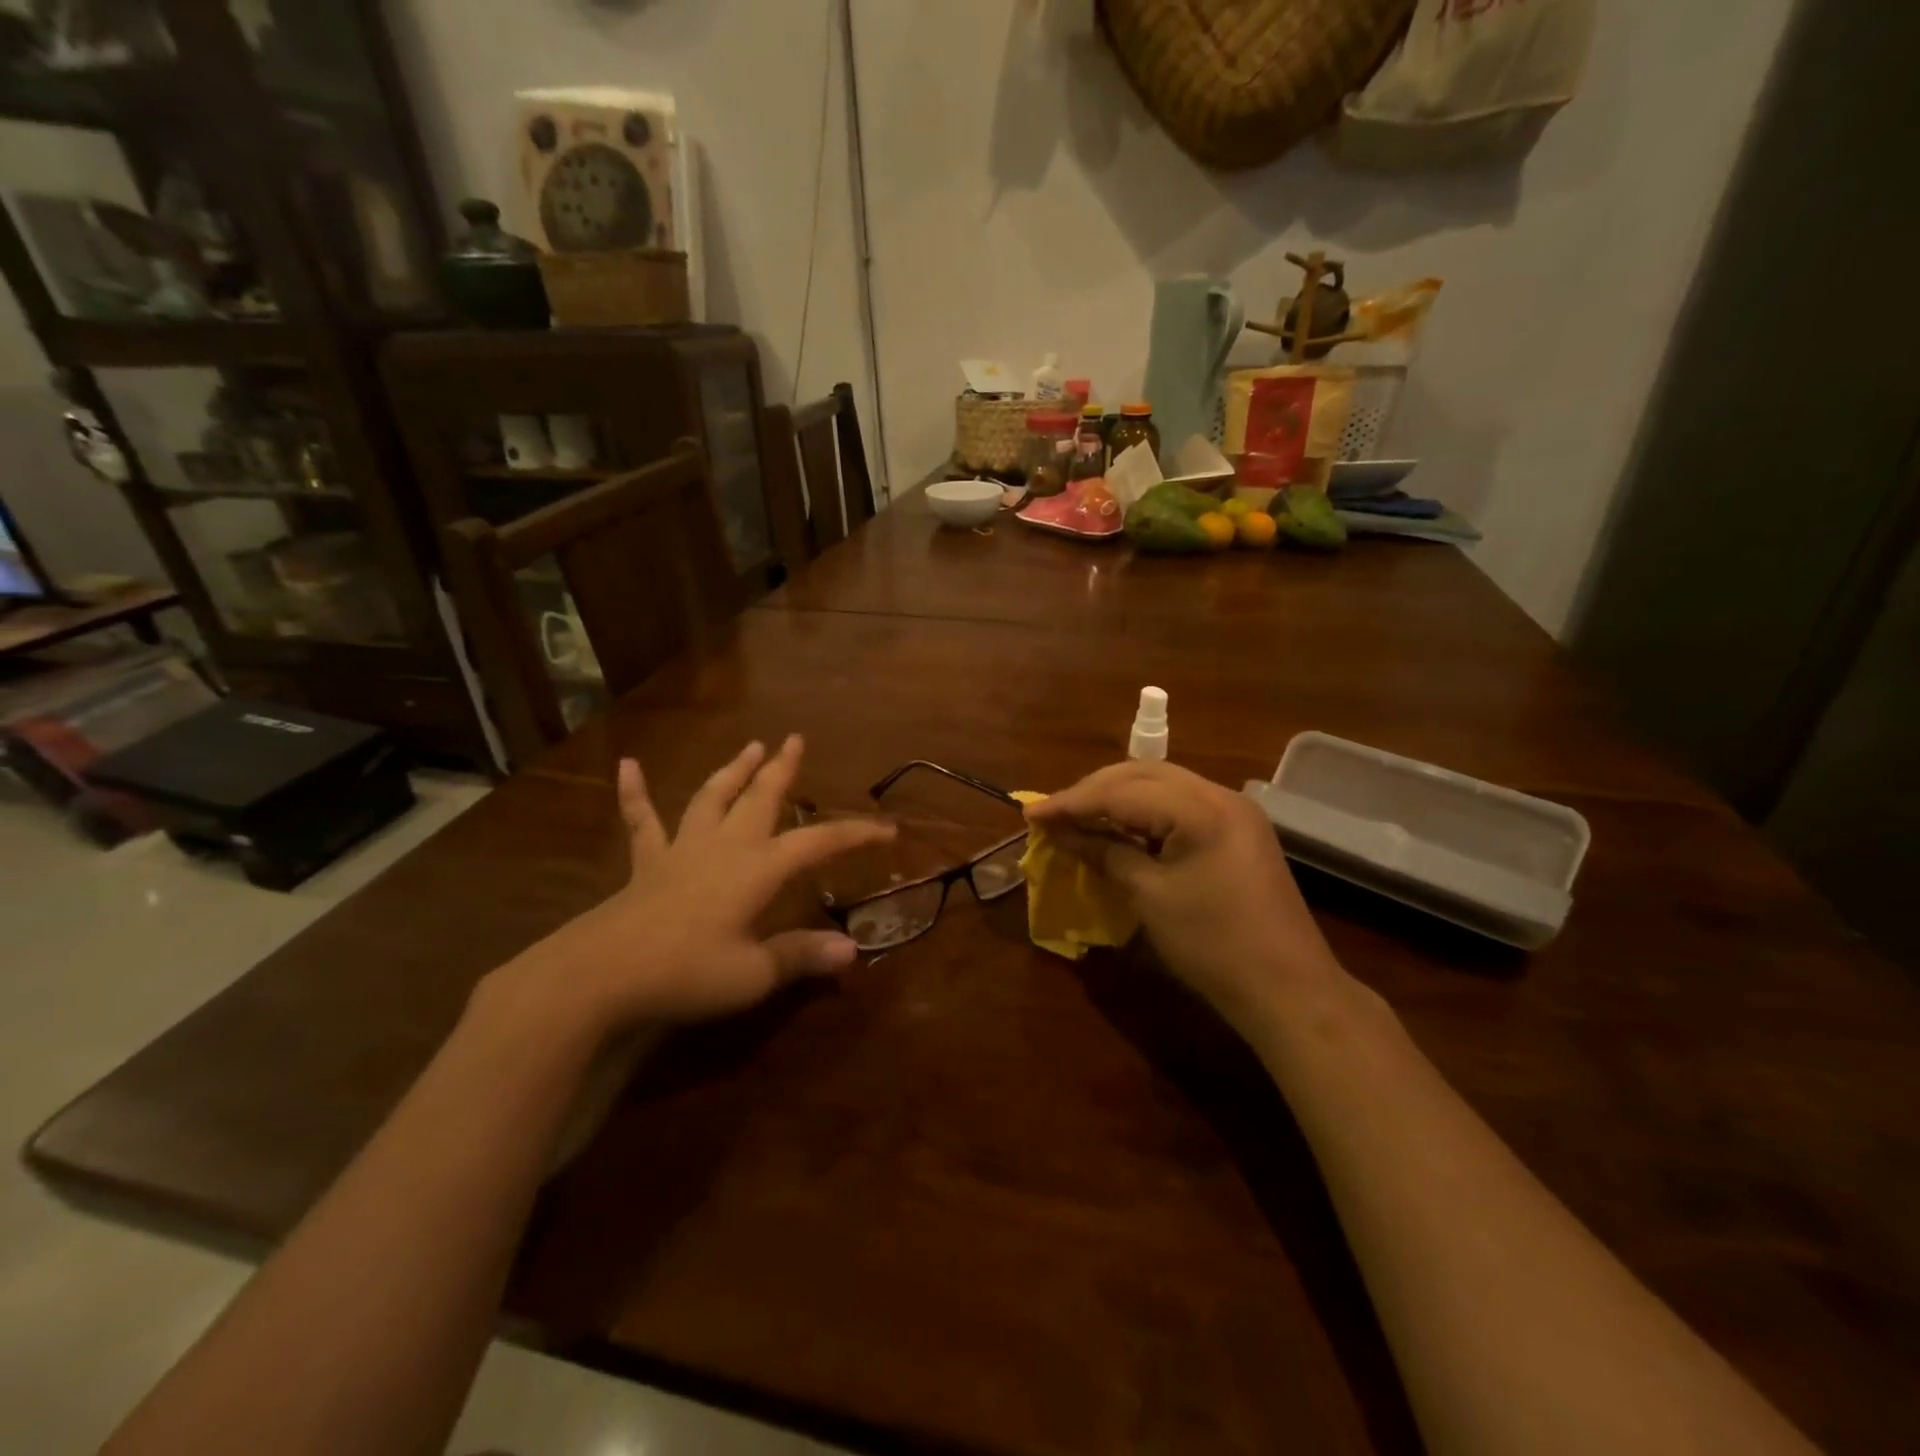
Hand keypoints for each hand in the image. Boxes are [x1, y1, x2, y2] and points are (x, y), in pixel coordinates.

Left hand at [484, 736, 894, 1040]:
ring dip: (733, 771)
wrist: (601, 975)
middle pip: (761, 799)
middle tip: (796, 740)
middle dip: (783, 770)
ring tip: (750, 746)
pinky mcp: (648, 864)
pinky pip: (642, 822)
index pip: (819, 842)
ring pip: (713, 798)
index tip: (888, 830)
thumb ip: (800, 957)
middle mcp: (725, 847)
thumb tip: (852, 950)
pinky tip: (627, 765)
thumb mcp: (752, 975)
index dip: (855, 834)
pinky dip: (635, 793)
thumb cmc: (686, 974)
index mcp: (758, 869)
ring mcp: (682, 850)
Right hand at [1024, 761, 1344, 1031]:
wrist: (1288, 989)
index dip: (1072, 802)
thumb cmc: (1213, 945)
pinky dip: (1144, 813)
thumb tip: (1064, 834)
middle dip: (1093, 791)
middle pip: (1142, 774)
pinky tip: (1120, 829)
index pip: (1122, 791)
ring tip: (1079, 817)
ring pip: (1161, 785)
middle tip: (1054, 813)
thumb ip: (1106, 854)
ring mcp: (1234, 811)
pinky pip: (1180, 806)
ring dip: (1117, 798)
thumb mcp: (1150, 897)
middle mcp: (1220, 795)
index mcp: (1200, 808)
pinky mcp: (1238, 831)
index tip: (1031, 813)